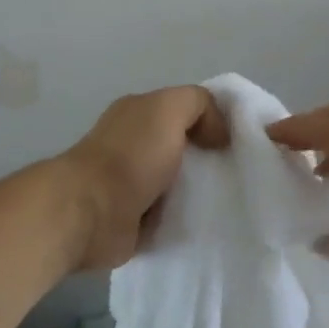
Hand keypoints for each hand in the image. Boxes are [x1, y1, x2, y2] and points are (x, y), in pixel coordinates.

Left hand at [58, 86, 230, 271]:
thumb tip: (217, 133)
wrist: (91, 212)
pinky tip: (207, 223)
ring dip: (198, 192)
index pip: (183, 110)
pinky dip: (184, 219)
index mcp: (138, 114)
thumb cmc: (132, 155)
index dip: (212, 120)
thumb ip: (199, 104)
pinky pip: (168, 216)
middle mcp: (133, 145)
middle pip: (183, 147)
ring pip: (178, 183)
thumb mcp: (170, 108)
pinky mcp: (133, 220)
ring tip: (228, 201)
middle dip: (209, 158)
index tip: (237, 141)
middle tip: (237, 172)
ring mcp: (131, 184)